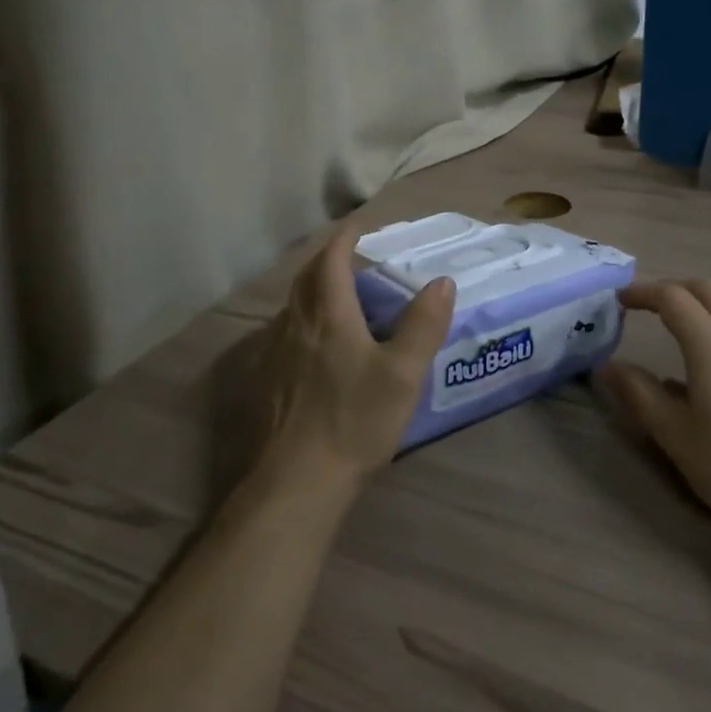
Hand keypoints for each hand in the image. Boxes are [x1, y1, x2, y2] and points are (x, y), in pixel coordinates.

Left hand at [246, 231, 454, 499]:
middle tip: (351, 259)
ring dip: (314, 291)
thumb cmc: (355, 420)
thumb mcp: (404, 373)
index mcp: (328, 316)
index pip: (329, 261)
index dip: (343, 240)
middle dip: (326, 260)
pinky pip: (286, 334)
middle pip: (306, 278)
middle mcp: (295, 325)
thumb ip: (424, 324)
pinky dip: (305, 322)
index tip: (359, 230)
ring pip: (293, 307)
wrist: (298, 481)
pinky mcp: (268, 381)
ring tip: (340, 299)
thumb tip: (442, 281)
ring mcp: (276, 354)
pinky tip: (319, 346)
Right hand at [593, 280, 710, 538]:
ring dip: (698, 304)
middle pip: (707, 290)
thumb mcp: (675, 435)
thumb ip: (639, 394)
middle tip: (645, 305)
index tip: (619, 301)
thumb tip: (606, 366)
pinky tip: (704, 364)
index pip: (673, 298)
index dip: (643, 292)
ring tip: (672, 326)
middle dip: (673, 288)